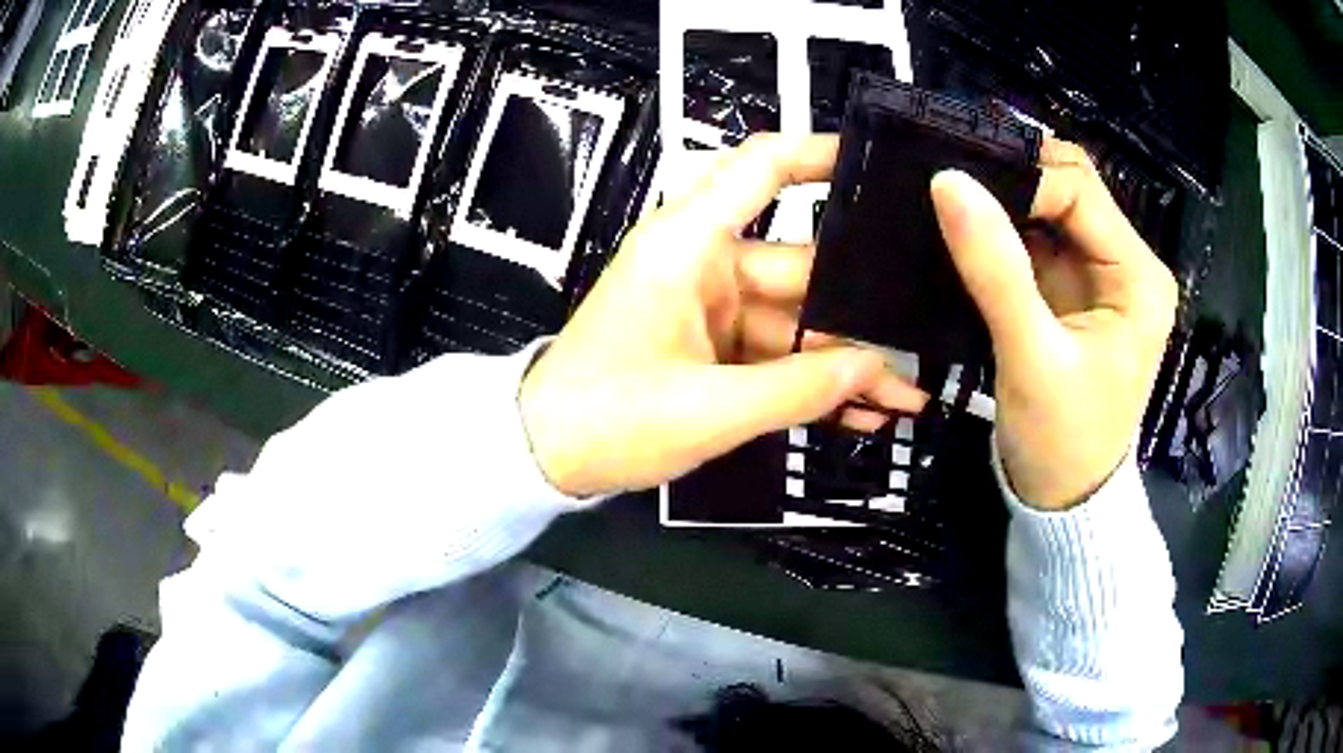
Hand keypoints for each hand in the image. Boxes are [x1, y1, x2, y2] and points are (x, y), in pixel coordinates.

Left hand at [520, 134, 926, 496]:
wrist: (544, 454)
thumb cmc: (608, 418)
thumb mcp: (708, 409)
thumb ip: (798, 389)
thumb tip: (878, 370)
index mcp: (688, 244)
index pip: (760, 168)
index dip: (819, 154)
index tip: (878, 164)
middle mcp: (703, 261)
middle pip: (801, 265)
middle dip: (860, 310)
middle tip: (926, 332)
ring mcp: (709, 306)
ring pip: (795, 321)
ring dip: (844, 361)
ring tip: (906, 396)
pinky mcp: (710, 345)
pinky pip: (775, 354)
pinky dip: (811, 381)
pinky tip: (861, 411)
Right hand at [931, 139, 1176, 509]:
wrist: (1062, 499)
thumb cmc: (1061, 440)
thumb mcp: (1030, 359)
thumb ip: (996, 270)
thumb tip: (947, 181)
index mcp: (1138, 277)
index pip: (1080, 190)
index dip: (1024, 180)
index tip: (961, 192)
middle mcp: (1127, 264)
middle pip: (1070, 188)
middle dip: (1016, 180)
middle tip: (952, 184)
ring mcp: (1100, 275)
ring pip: (1051, 207)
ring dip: (1006, 201)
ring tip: (952, 202)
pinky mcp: (1074, 290)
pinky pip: (1038, 238)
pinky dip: (1003, 228)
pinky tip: (969, 231)